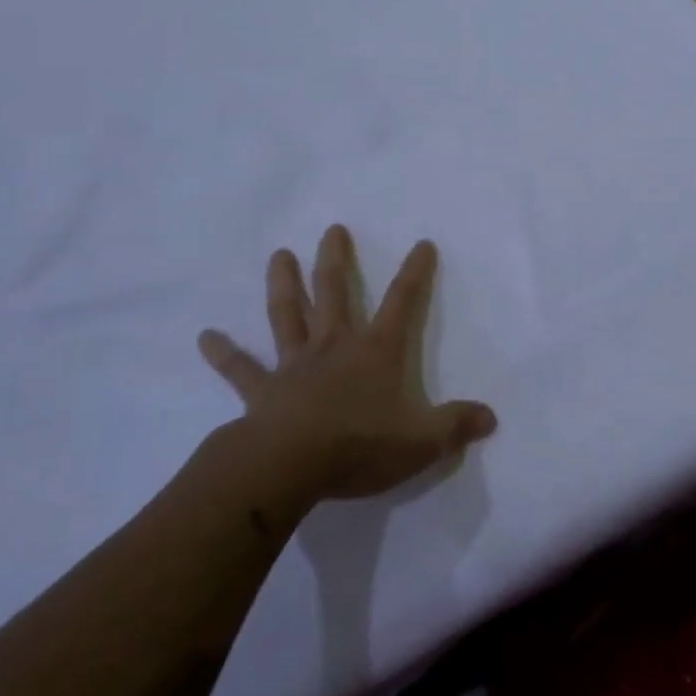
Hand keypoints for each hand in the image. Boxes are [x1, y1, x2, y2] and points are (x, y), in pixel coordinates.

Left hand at [197, 225, 497, 501]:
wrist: (289, 467)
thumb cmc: (360, 445)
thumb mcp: (422, 441)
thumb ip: (456, 425)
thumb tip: (491, 418)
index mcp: (376, 351)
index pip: (402, 302)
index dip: (415, 272)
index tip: (422, 244)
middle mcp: (335, 346)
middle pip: (335, 291)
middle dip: (336, 259)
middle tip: (332, 229)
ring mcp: (294, 365)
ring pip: (288, 314)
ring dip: (284, 284)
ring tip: (279, 254)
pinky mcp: (262, 392)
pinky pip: (241, 369)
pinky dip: (224, 353)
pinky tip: (205, 337)